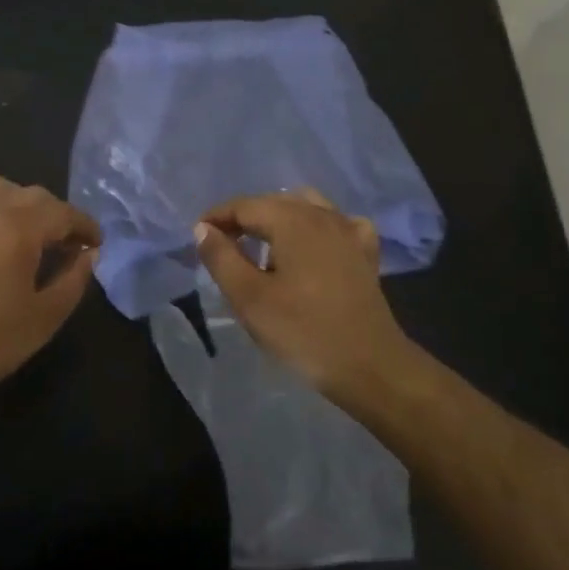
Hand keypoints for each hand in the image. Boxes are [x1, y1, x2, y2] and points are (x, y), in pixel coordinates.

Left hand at [0, 177, 101, 401]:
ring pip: (1, 190)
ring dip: (24, 204)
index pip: (63, 213)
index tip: (96, 244)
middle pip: (34, 195)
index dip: (85, 226)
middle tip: (70, 244)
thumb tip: (88, 256)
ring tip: (33, 234)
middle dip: (58, 215)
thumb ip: (73, 280)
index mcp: (18, 227)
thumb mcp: (44, 317)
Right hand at [193, 188, 413, 399]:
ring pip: (307, 207)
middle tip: (222, 244)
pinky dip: (317, 227)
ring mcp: (349, 232)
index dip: (217, 217)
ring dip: (279, 218)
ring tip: (262, 244)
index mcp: (292, 220)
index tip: (198, 236)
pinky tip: (312, 246)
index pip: (244, 206)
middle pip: (274, 202)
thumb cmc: (303, 332)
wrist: (370, 367)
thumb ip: (221, 258)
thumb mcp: (249, 298)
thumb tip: (203, 229)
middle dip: (244, 217)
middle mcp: (322, 215)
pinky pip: (337, 224)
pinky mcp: (365, 254)